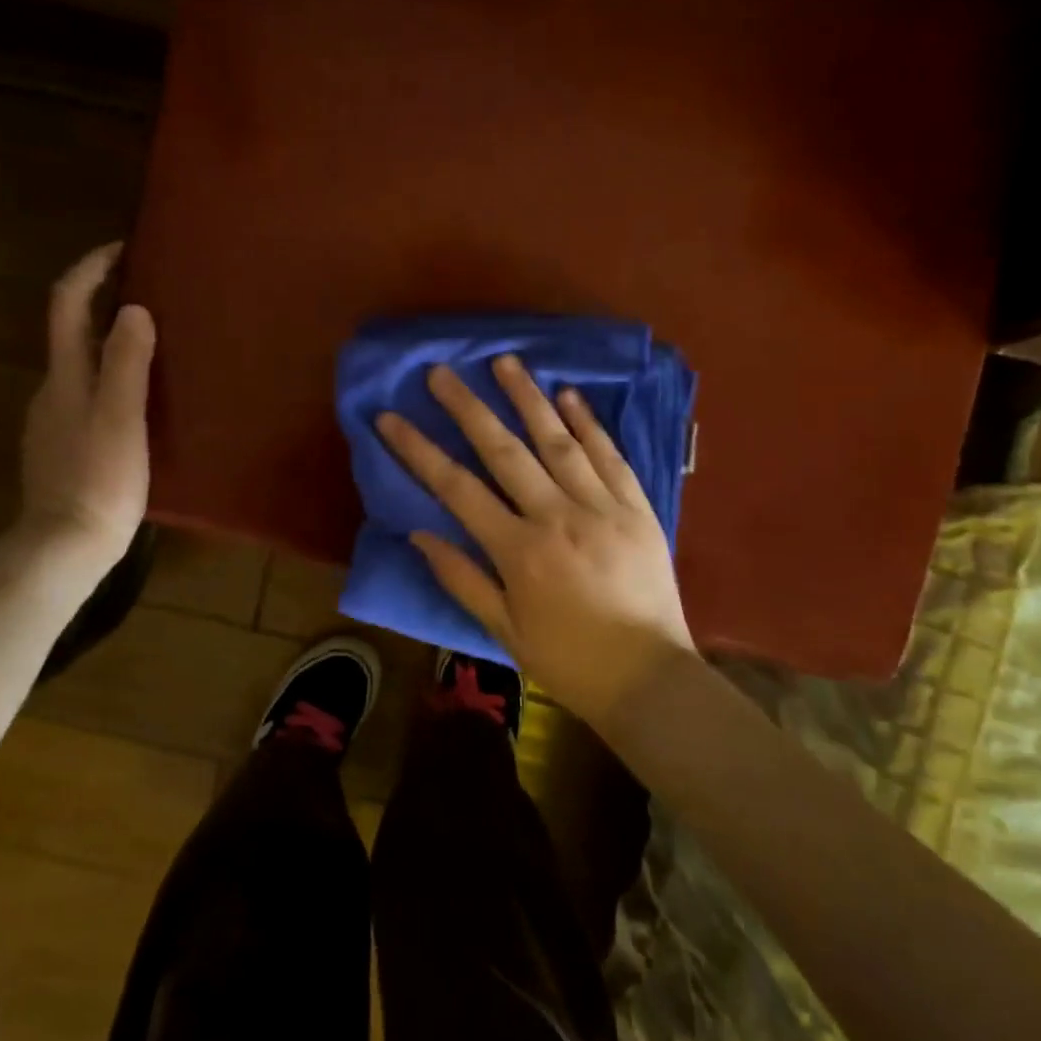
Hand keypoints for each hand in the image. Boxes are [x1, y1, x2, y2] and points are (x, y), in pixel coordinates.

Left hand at [18, 244, 155, 570]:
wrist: (65, 546)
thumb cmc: (100, 479)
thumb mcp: (121, 417)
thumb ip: (125, 362)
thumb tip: (133, 309)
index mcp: (65, 375)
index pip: (68, 303)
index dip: (90, 268)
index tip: (124, 248)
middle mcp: (52, 389)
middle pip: (72, 329)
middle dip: (104, 300)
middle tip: (151, 292)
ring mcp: (55, 420)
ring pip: (82, 364)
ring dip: (110, 341)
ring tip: (156, 343)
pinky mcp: (66, 446)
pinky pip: (89, 394)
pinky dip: (112, 378)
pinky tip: (141, 398)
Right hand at [375, 357, 696, 726]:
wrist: (650, 678)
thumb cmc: (568, 659)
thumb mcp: (504, 630)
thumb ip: (461, 578)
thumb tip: (419, 532)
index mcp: (519, 550)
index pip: (457, 488)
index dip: (419, 450)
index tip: (391, 418)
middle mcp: (557, 516)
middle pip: (504, 451)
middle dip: (468, 408)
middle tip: (442, 371)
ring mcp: (602, 507)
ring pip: (559, 441)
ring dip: (528, 398)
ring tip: (504, 361)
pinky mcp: (637, 508)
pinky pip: (610, 456)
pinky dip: (589, 424)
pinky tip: (569, 395)